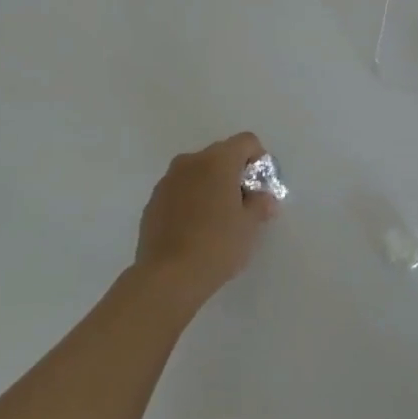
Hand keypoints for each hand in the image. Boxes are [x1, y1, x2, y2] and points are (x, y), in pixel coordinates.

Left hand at [135, 133, 279, 306]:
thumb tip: (264, 198)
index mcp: (217, 161)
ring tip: (218, 219)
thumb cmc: (217, 245)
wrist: (167, 277)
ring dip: (211, 186)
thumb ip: (260, 204)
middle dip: (235, 174)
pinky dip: (191, 200)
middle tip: (243, 205)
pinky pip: (180, 190)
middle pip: (221, 155)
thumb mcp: (250, 226)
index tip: (261, 188)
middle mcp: (190, 162)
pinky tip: (195, 230)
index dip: (259, 160)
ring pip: (197, 173)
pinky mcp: (153, 201)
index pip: (246, 141)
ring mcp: (167, 181)